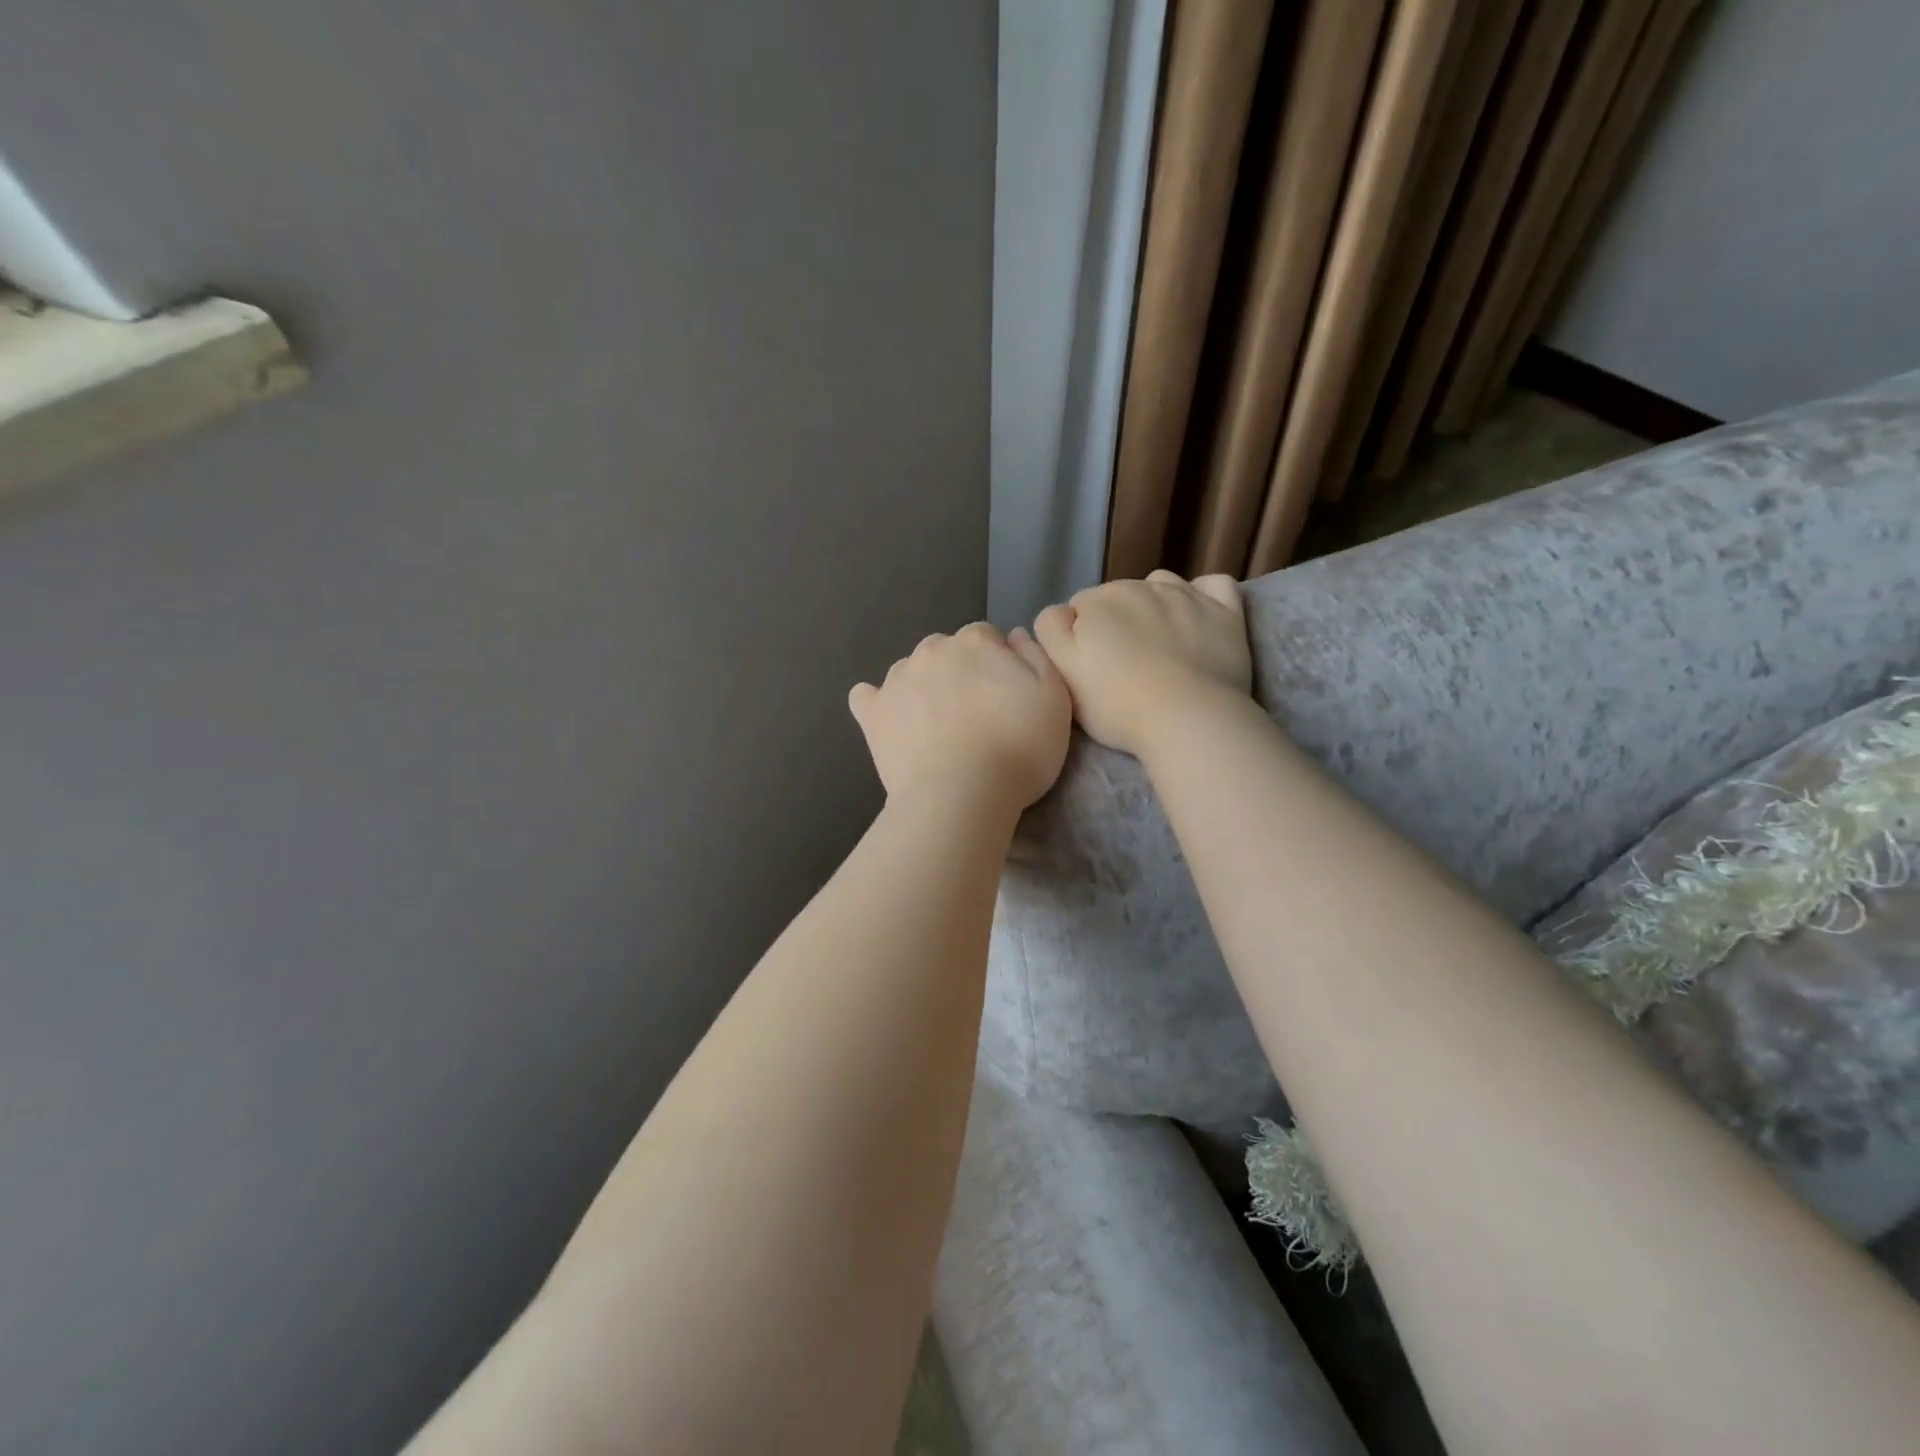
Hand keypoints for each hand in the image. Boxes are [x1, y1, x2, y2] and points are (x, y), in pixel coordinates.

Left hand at [849, 623, 1072, 811]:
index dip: (996, 664)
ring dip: (922, 687)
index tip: (1004, 696)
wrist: (963, 795)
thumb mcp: (1055, 698)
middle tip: (974, 714)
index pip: (986, 637)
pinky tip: (890, 722)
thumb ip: (1036, 657)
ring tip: (937, 726)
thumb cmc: (1020, 749)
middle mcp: (932, 650)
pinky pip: (866, 697)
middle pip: (946, 650)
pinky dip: (877, 704)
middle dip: (958, 672)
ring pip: (910, 671)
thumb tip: (1013, 636)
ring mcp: (896, 680)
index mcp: (976, 641)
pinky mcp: (872, 713)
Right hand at [1034, 570, 1251, 755]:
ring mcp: (1186, 595)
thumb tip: (1062, 612)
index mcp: (1098, 600)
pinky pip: (1213, 585)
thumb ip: (1051, 631)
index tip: (1090, 667)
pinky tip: (1197, 618)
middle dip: (1116, 622)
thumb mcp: (1062, 672)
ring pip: (1161, 586)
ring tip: (1159, 643)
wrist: (1188, 718)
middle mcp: (1141, 585)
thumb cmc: (1117, 703)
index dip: (1080, 637)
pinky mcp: (1225, 611)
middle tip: (1122, 665)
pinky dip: (1202, 596)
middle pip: (1118, 596)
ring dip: (1154, 605)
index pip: (1078, 608)